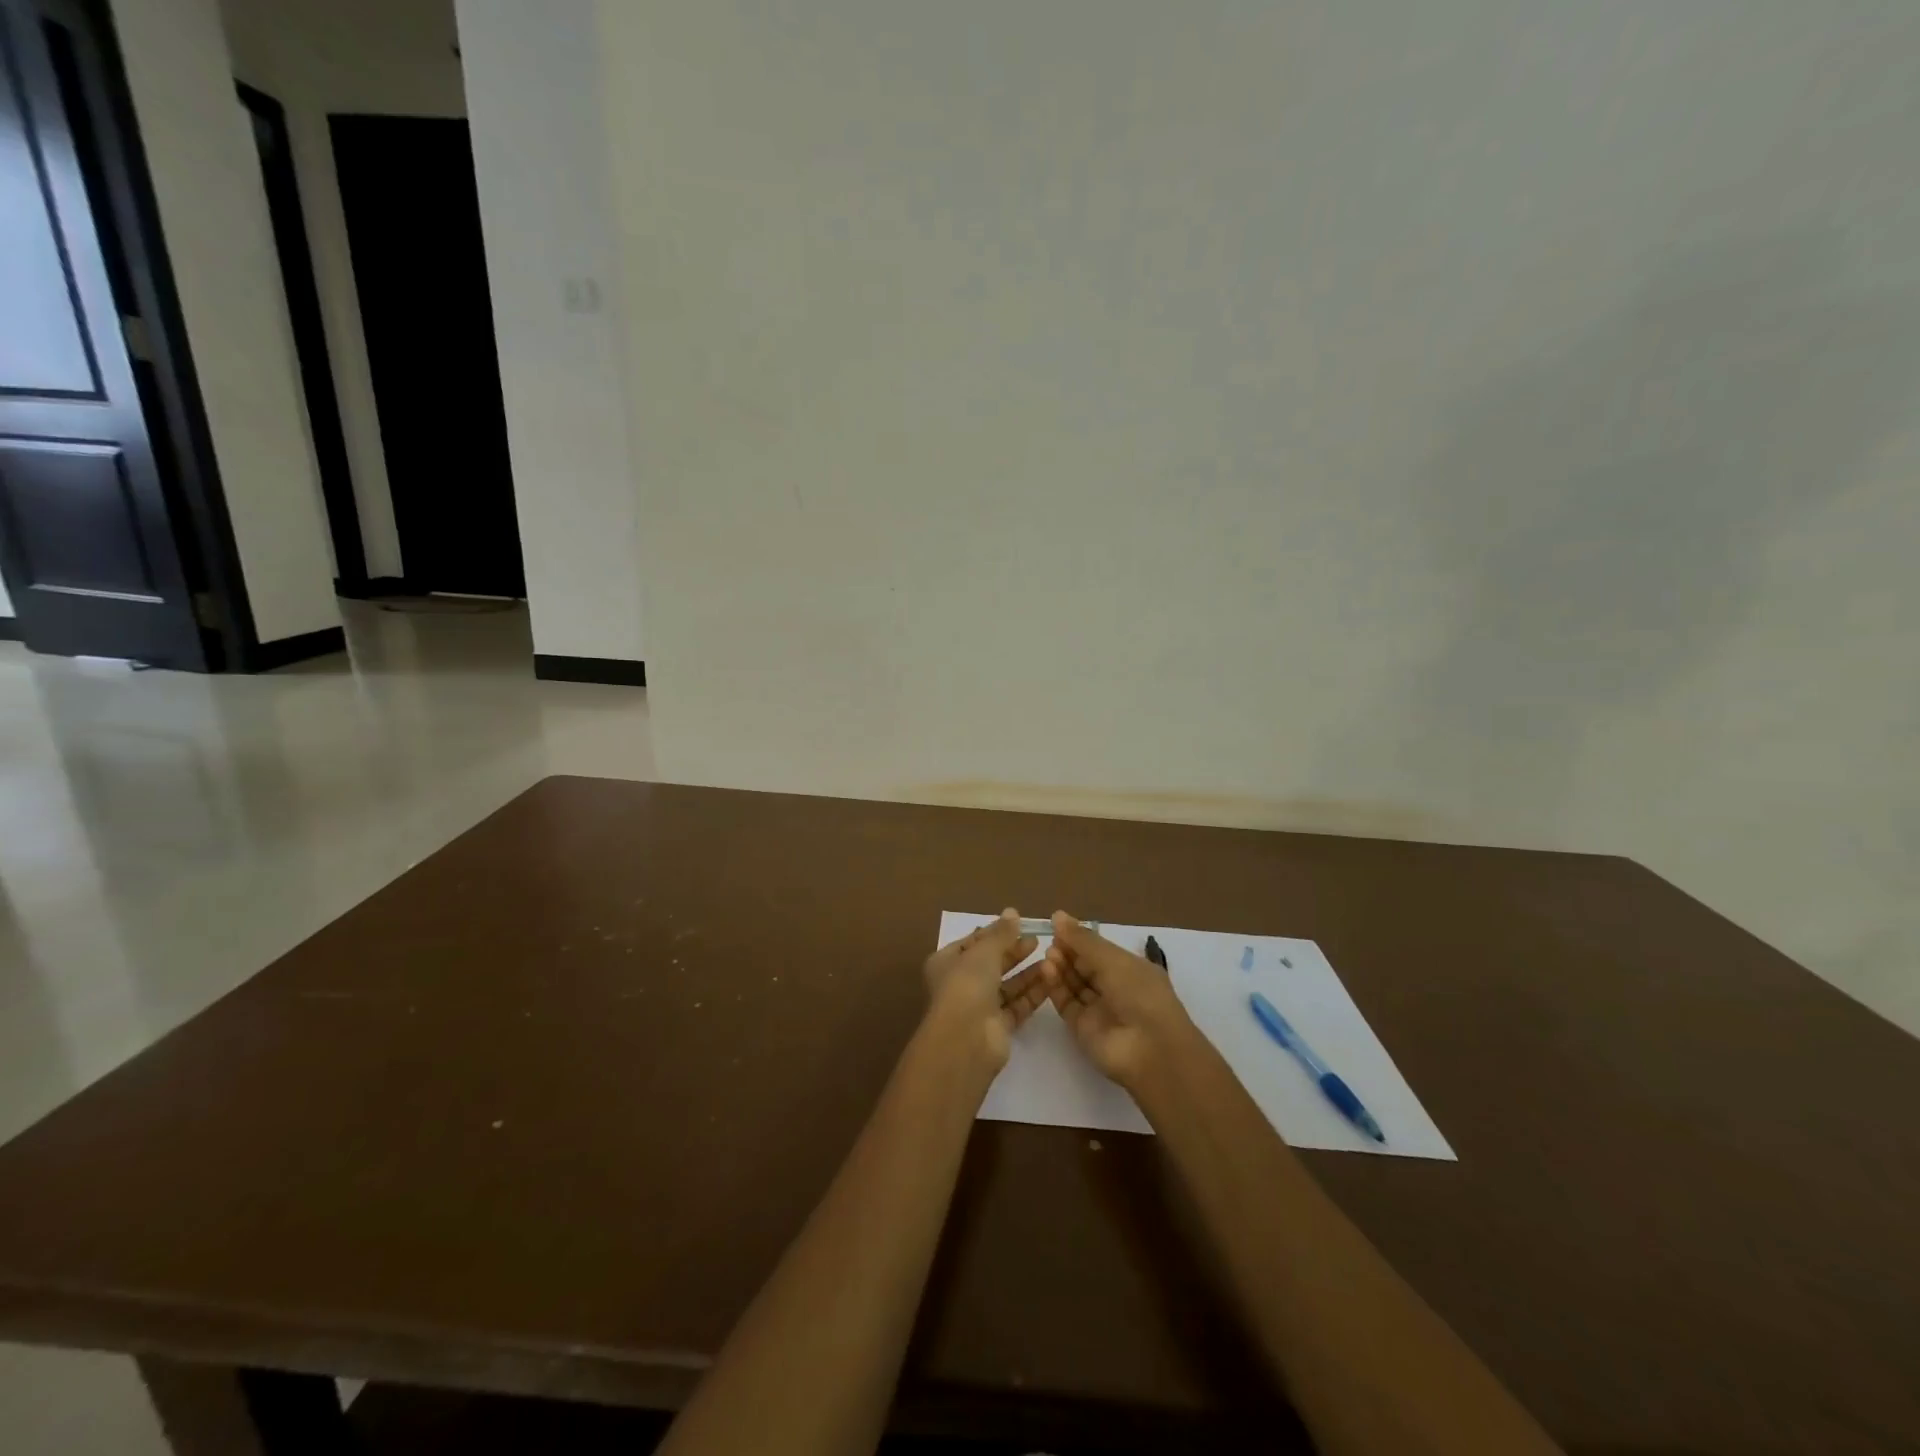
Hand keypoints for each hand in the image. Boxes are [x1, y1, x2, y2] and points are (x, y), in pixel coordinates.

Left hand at [922, 908, 1047, 1069]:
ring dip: (1026, 973)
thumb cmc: (967, 985)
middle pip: (991, 963)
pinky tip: (1050, 980)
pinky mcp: (997, 1026)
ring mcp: (979, 1006)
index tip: (1019, 924)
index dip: (995, 932)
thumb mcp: (984, 951)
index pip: (973, 942)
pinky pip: (1017, 1005)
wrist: (966, 1039)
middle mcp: (960, 983)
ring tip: (1050, 958)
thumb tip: (1012, 912)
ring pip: (1006, 985)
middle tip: (1037, 940)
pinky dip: (1031, 993)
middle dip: (1014, 952)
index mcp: (947, 962)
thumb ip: (1001, 933)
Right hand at [1042, 911, 1194, 1088]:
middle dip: (1067, 952)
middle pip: (1084, 966)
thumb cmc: (1139, 994)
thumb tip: (1057, 915)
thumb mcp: (1113, 960)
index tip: (1056, 925)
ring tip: (1047, 955)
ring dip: (1060, 968)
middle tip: (1050, 942)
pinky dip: (1056, 987)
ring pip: (1074, 984)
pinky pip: (1066, 1003)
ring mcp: (1098, 1009)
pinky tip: (1046, 971)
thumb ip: (1083, 939)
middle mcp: (1115, 988)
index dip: (1079, 939)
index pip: (1099, 950)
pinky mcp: (1082, 1028)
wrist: (1149, 1050)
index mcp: (1130, 969)